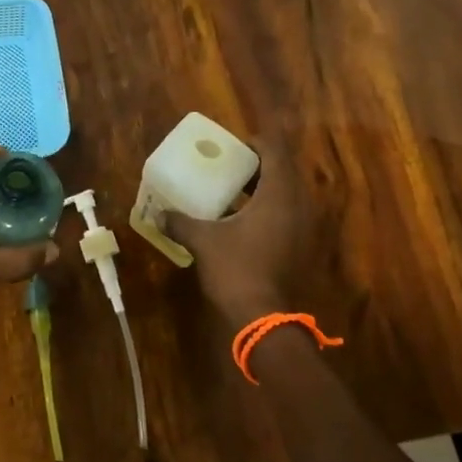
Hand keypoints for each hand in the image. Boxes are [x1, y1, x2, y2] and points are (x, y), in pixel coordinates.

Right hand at [164, 136, 312, 328]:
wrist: (264, 318)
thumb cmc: (236, 269)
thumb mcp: (203, 241)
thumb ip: (181, 223)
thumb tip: (158, 214)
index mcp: (279, 194)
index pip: (275, 152)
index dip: (256, 144)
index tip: (234, 146)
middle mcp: (298, 206)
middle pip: (283, 172)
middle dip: (258, 166)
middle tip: (230, 166)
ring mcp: (303, 229)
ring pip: (286, 196)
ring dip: (263, 190)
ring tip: (233, 192)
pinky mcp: (301, 248)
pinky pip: (287, 216)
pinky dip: (268, 211)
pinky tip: (241, 222)